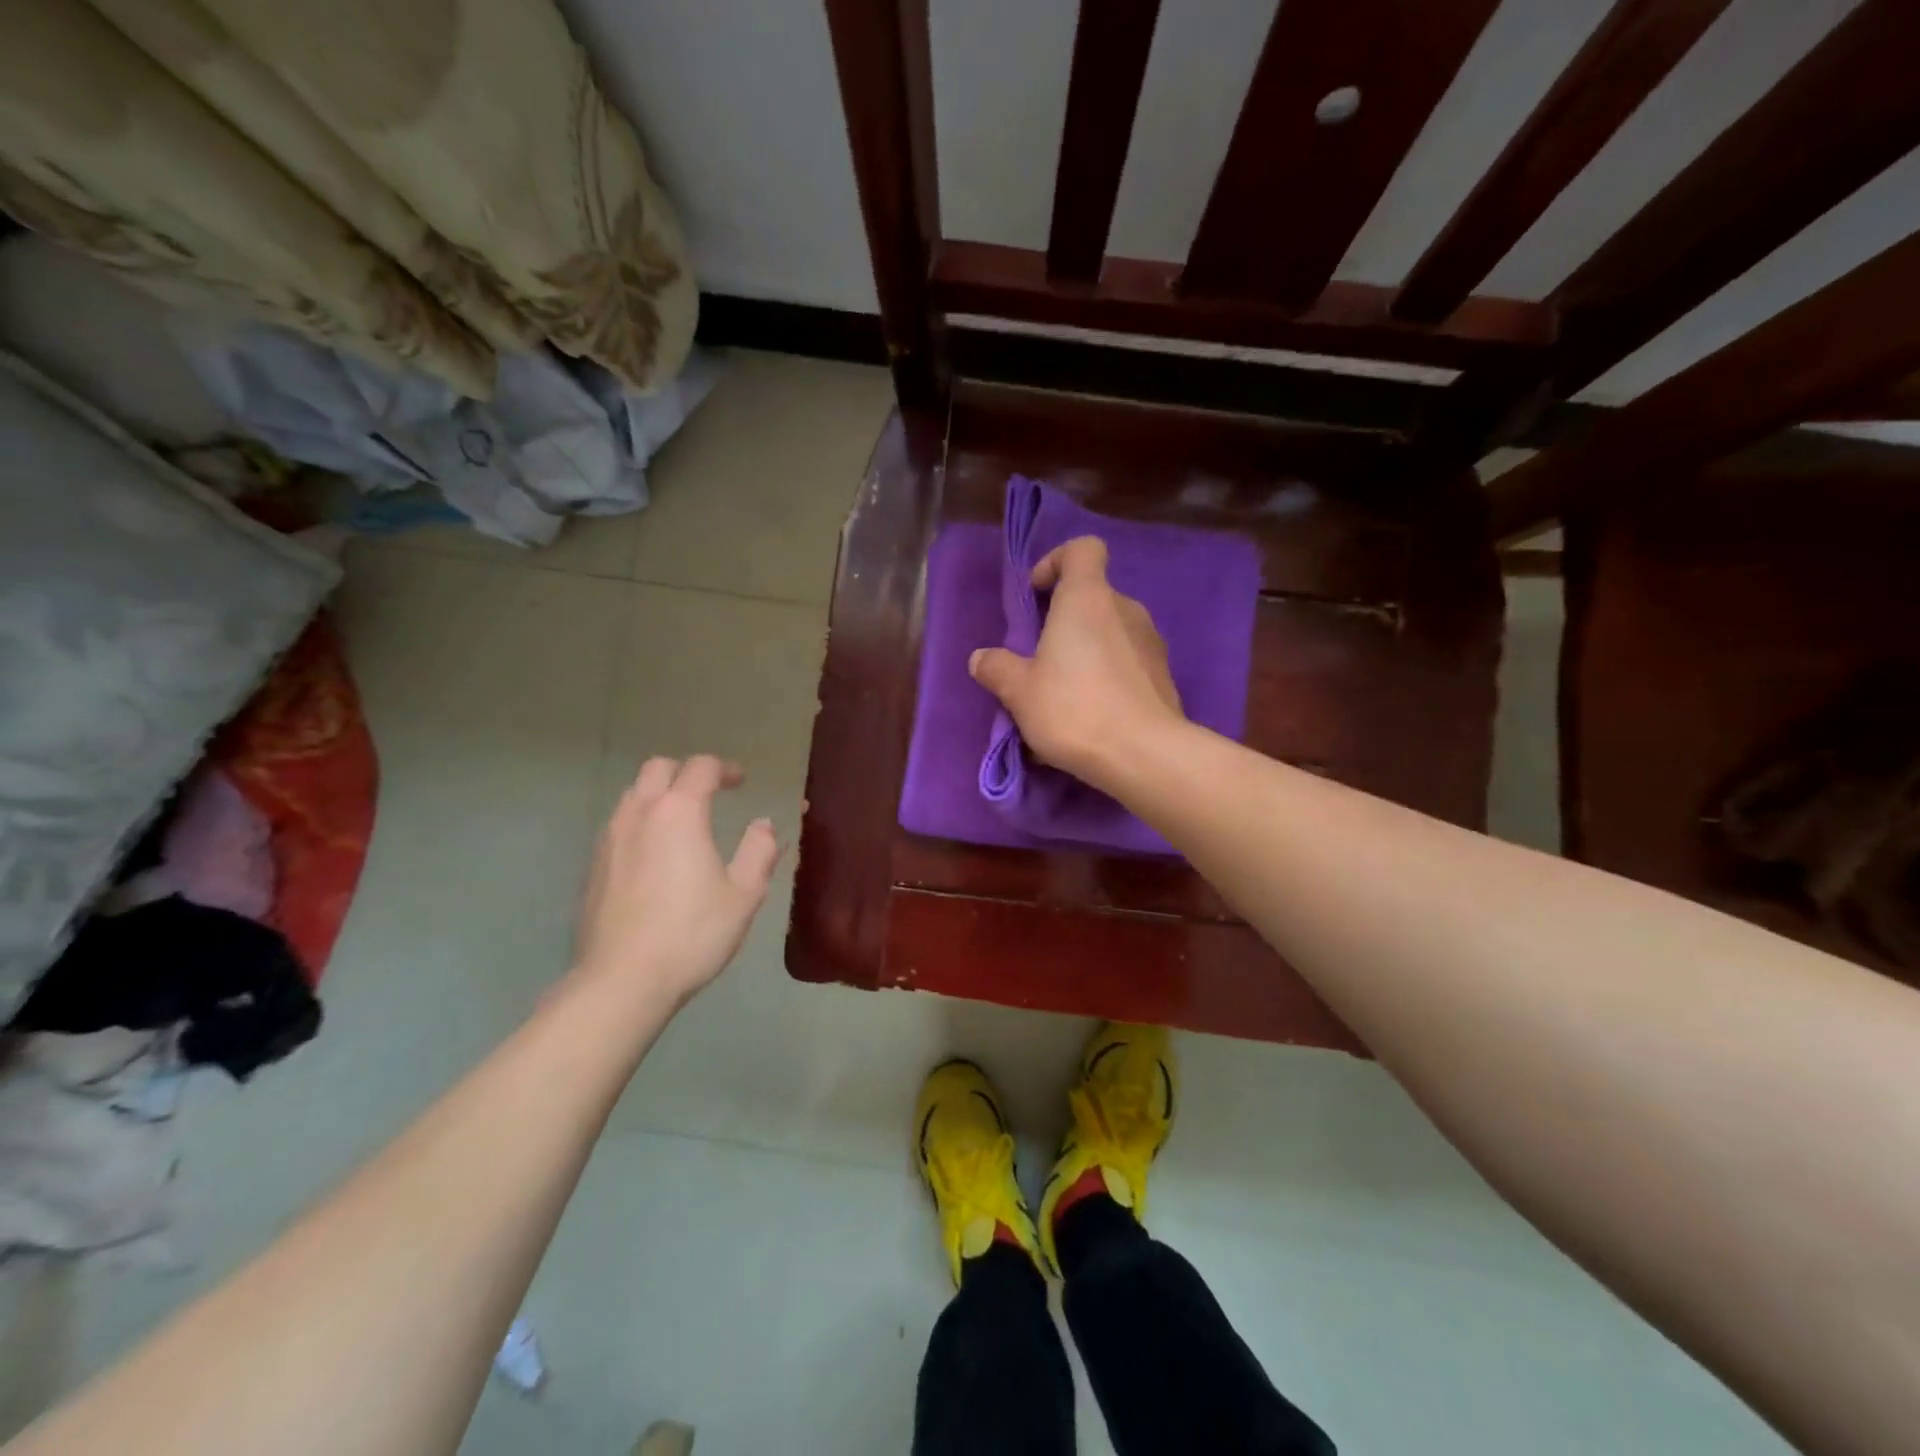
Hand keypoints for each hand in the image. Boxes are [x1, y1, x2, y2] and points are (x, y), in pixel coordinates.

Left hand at [571, 755, 781, 1010]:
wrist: (622, 981)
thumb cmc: (692, 933)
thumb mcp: (744, 894)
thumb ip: (760, 850)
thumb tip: (764, 825)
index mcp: (679, 812)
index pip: (701, 768)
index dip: (725, 769)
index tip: (741, 781)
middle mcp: (639, 814)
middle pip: (658, 769)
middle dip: (686, 772)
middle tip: (710, 792)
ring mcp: (610, 839)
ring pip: (633, 795)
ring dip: (659, 795)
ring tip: (682, 821)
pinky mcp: (593, 867)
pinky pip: (619, 825)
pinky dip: (641, 822)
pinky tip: (655, 855)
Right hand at [969, 536, 1186, 787]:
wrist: (1144, 755)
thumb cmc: (1074, 709)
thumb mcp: (1019, 691)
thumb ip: (997, 668)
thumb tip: (981, 658)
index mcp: (1087, 598)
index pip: (1082, 549)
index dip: (1056, 562)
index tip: (1036, 595)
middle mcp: (1125, 609)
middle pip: (1093, 596)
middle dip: (1064, 620)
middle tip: (1039, 658)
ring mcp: (1151, 642)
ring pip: (1110, 633)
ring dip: (1085, 651)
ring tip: (1063, 693)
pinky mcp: (1164, 676)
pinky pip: (1127, 663)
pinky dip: (1107, 677)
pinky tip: (1091, 715)